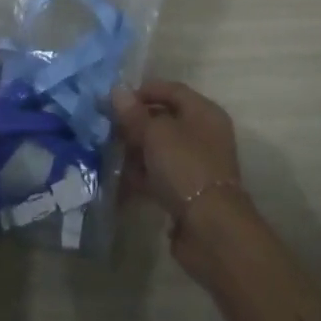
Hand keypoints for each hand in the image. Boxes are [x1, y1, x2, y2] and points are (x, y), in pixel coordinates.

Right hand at [112, 80, 250, 277]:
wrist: (211, 230)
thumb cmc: (185, 167)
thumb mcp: (155, 134)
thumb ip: (134, 113)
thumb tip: (117, 91)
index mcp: (203, 112)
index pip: (172, 90)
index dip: (144, 91)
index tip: (116, 100)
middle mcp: (204, 135)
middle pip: (165, 120)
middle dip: (136, 124)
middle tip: (108, 129)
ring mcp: (197, 165)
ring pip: (161, 150)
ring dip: (136, 152)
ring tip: (109, 155)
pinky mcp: (189, 193)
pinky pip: (161, 176)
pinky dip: (142, 176)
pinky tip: (119, 182)